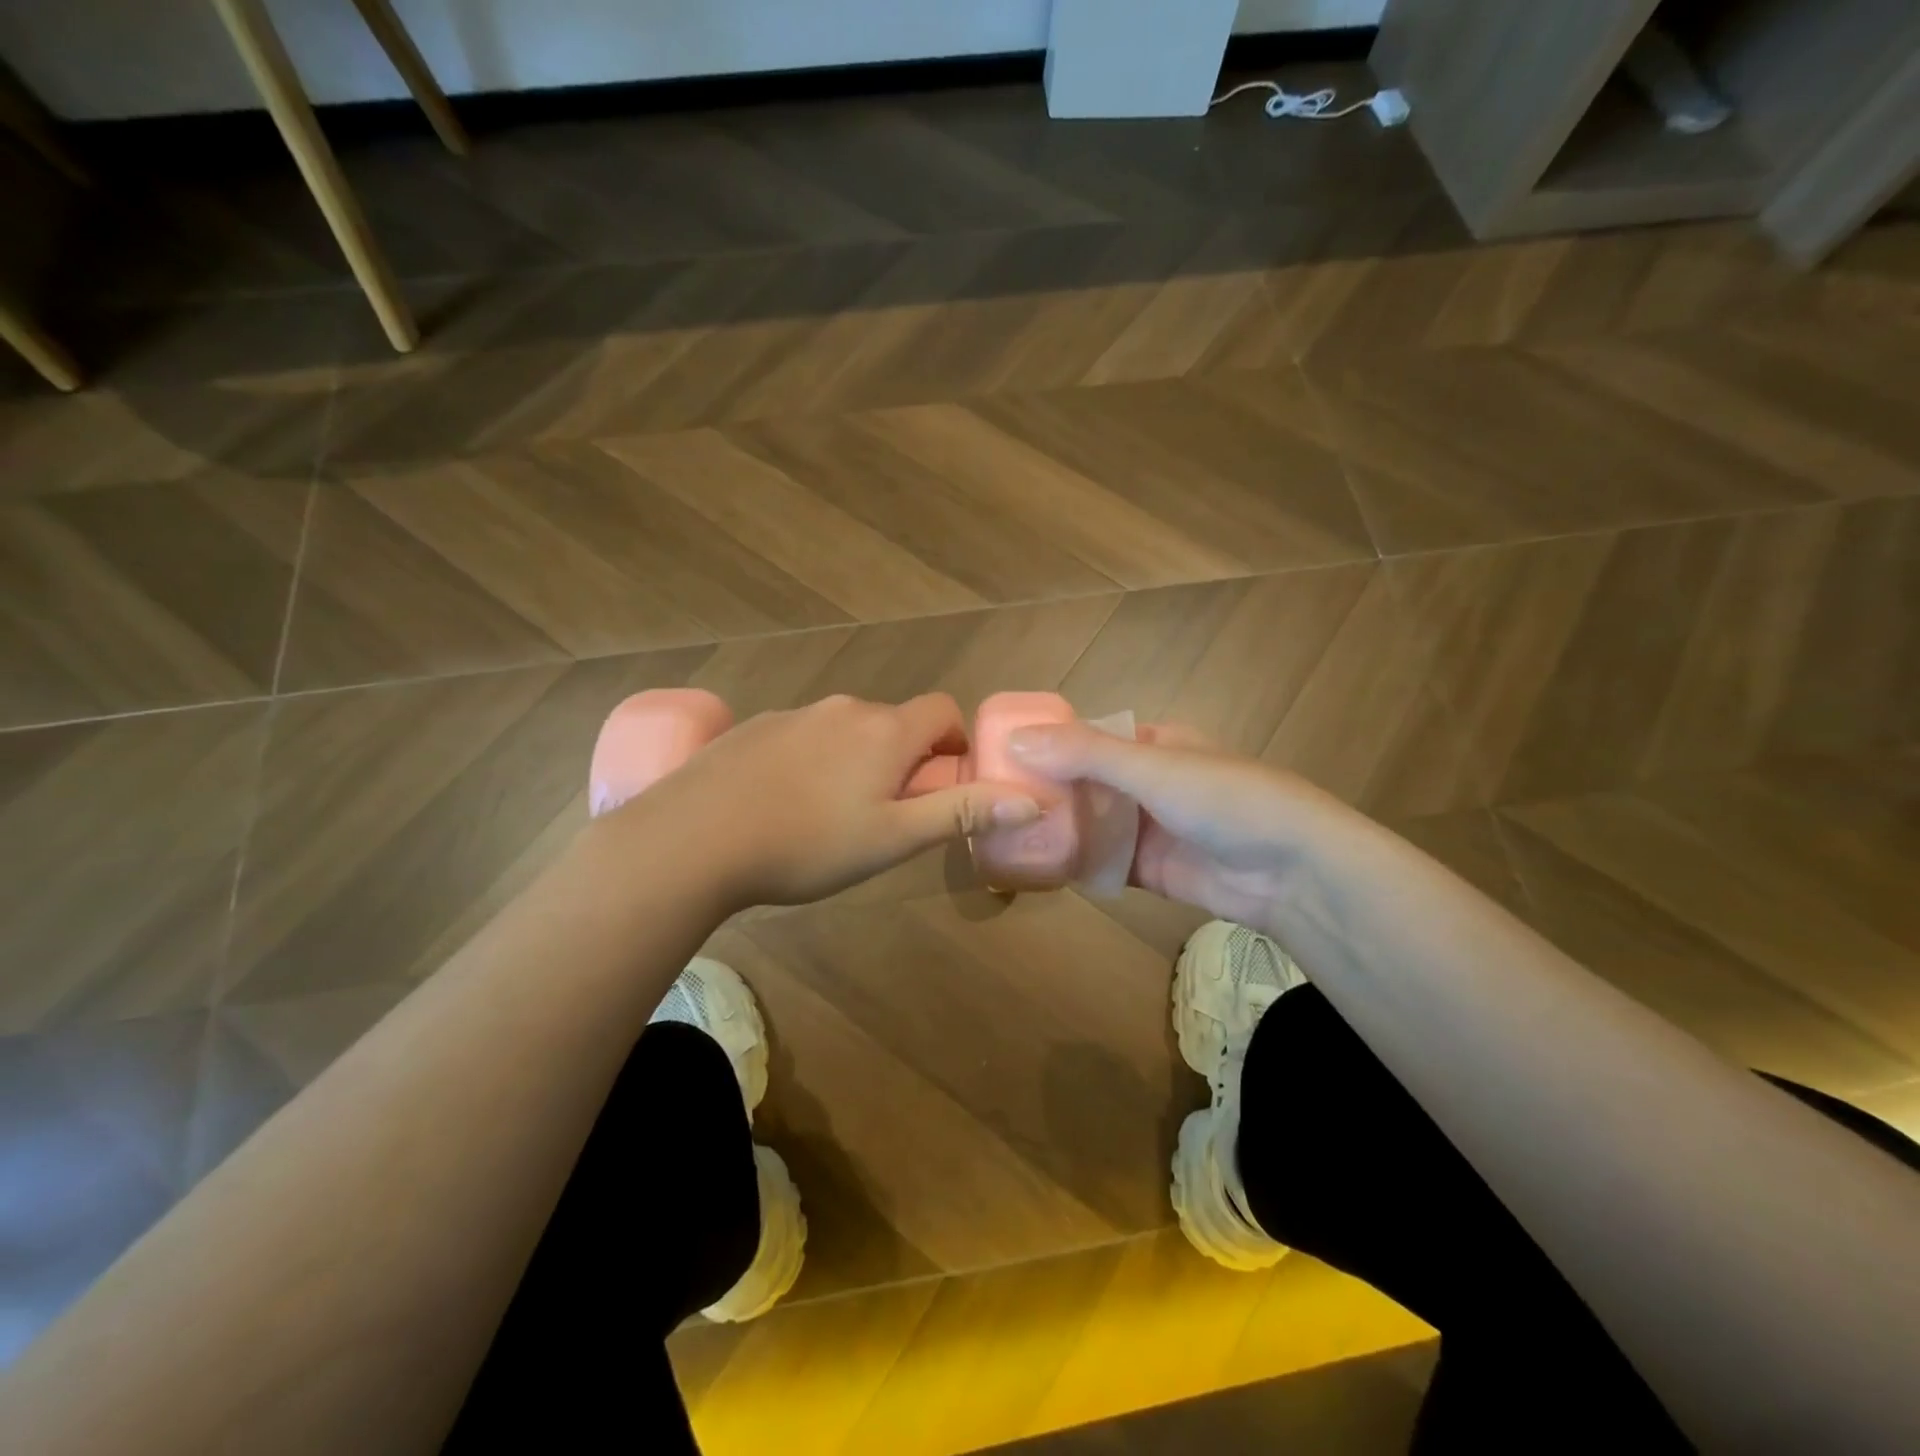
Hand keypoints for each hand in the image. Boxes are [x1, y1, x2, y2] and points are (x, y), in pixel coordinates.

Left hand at [627, 693, 1041, 908]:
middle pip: (894, 723)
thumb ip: (961, 814)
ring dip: (857, 763)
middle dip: (904, 761)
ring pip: (846, 732)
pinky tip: (782, 807)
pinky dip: (812, 763)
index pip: (942, 709)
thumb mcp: (893, 839)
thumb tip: (1030, 799)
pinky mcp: (752, 729)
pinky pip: (802, 738)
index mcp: (884, 730)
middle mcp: (843, 709)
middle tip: (886, 817)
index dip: (954, 742)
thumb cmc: (807, 844)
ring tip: (830, 819)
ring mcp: (792, 714)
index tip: (943, 786)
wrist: (692, 840)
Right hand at [1007, 722, 1352, 929]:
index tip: (997, 757)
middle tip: (990, 803)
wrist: (1292, 872)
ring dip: (1056, 829)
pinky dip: (1075, 864)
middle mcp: (1148, 782)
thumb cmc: (1224, 799)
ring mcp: (1150, 828)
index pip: (1087, 737)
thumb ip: (1084, 753)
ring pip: (1091, 825)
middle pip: (1084, 783)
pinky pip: (1103, 862)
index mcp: (1153, 744)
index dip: (1046, 744)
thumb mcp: (1151, 767)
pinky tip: (1036, 868)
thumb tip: (1014, 739)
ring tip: (1001, 836)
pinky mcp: (1151, 870)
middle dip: (1045, 792)